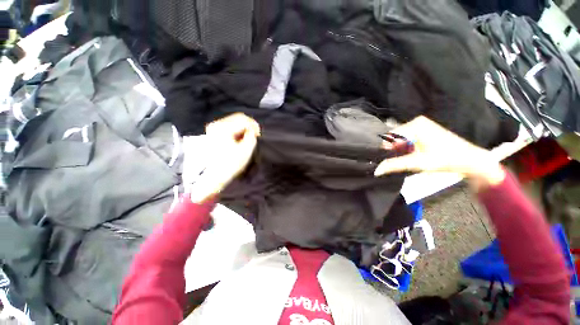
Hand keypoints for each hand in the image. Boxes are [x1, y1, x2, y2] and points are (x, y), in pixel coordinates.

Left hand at [187, 113, 259, 202]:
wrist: (214, 175)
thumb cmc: (230, 164)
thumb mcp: (246, 150)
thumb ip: (251, 136)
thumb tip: (251, 130)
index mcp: (223, 128)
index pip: (243, 119)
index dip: (254, 126)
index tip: (258, 136)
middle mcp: (216, 124)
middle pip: (238, 117)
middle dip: (249, 125)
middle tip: (255, 135)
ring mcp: (213, 128)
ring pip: (234, 121)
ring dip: (244, 128)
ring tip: (248, 138)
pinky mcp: (214, 132)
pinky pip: (230, 126)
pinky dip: (238, 130)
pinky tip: (241, 138)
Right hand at [374, 116, 504, 189]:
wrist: (470, 160)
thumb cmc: (446, 159)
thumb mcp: (417, 163)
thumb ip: (394, 165)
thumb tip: (376, 170)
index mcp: (415, 125)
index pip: (389, 136)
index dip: (385, 149)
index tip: (387, 161)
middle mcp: (416, 121)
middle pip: (394, 137)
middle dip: (392, 149)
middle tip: (397, 161)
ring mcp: (421, 124)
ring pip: (399, 138)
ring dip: (399, 149)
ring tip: (405, 159)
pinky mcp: (424, 129)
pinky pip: (406, 137)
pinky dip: (405, 147)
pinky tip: (411, 154)